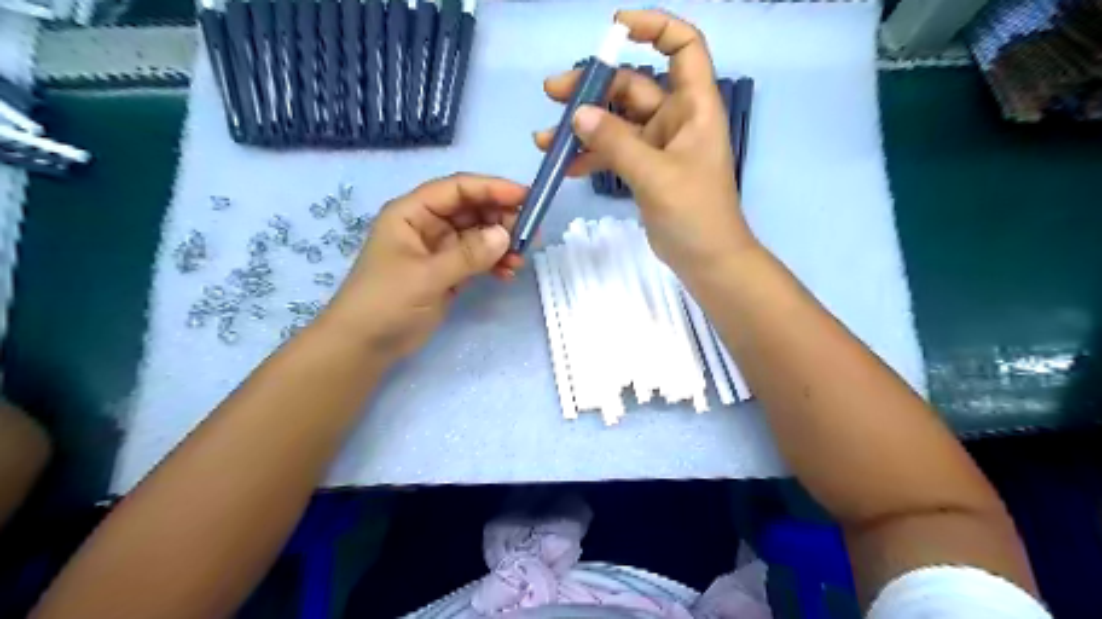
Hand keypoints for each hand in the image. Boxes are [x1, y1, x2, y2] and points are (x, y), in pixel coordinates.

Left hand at [321, 171, 525, 359]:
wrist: (365, 345)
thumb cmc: (385, 302)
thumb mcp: (426, 276)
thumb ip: (467, 255)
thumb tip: (506, 235)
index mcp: (412, 212)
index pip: (457, 189)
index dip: (492, 188)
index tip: (525, 197)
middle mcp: (427, 225)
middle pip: (472, 209)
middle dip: (502, 218)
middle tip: (530, 234)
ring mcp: (439, 249)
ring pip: (479, 235)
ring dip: (501, 243)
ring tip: (520, 259)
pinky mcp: (449, 272)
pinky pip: (478, 259)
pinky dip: (494, 263)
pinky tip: (508, 274)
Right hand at [538, 6, 762, 279]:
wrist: (706, 260)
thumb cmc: (695, 213)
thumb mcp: (655, 175)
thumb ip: (616, 143)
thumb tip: (578, 114)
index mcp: (693, 106)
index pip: (683, 47)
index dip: (654, 27)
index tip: (614, 29)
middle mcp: (676, 118)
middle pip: (633, 85)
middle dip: (593, 88)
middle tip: (553, 93)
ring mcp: (658, 145)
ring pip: (617, 122)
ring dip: (584, 127)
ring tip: (546, 139)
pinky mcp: (645, 170)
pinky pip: (614, 151)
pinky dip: (591, 155)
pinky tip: (564, 165)